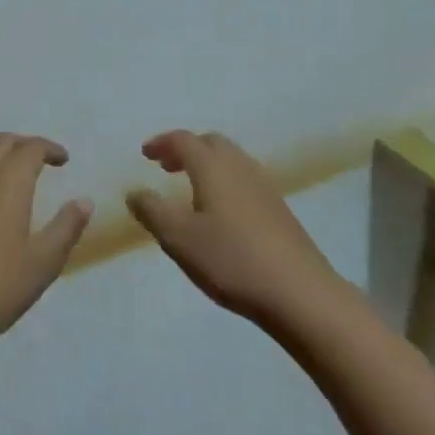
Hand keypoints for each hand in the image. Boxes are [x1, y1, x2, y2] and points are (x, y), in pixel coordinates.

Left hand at [0, 133, 92, 361]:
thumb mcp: (42, 262)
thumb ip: (65, 228)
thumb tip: (84, 201)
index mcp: (7, 181)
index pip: (30, 148)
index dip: (49, 148)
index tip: (64, 159)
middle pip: (2, 143)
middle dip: (25, 145)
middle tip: (43, 160)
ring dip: (0, 154)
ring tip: (15, 174)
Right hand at [127, 130, 342, 327]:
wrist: (301, 293)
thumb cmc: (231, 260)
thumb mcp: (178, 238)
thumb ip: (152, 210)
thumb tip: (134, 191)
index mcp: (213, 167)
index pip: (183, 140)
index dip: (162, 143)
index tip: (145, 154)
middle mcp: (240, 167)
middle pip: (211, 143)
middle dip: (186, 149)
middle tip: (166, 166)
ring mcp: (265, 187)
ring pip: (231, 160)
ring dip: (207, 164)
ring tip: (191, 188)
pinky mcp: (280, 210)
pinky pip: (245, 180)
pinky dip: (225, 181)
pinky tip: (221, 211)